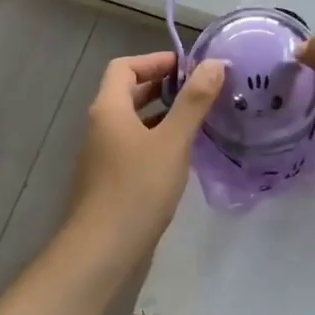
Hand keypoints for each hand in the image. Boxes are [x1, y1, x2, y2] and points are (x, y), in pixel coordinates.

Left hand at [67, 52, 225, 262]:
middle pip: (128, 92)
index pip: (125, 66)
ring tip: (199, 119)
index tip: (189, 67)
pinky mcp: (109, 180)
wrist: (99, 254)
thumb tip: (215, 63)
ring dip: (162, 114)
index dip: (156, 61)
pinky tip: (182, 156)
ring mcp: (102, 155)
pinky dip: (157, 140)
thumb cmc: (136, 190)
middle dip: (163, 86)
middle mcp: (101, 126)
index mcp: (109, 108)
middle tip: (200, 90)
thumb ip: (194, 101)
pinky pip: (134, 146)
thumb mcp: (172, 142)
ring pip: (133, 121)